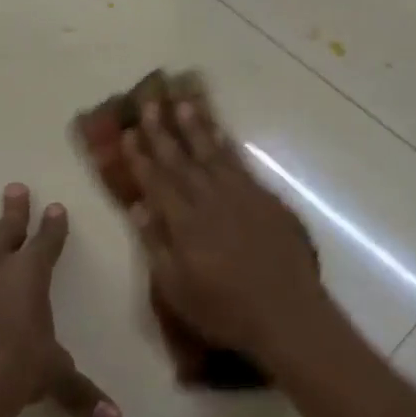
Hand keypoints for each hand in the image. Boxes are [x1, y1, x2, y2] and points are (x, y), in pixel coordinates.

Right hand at [124, 102, 328, 363]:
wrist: (287, 313)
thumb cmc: (224, 310)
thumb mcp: (176, 289)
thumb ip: (156, 245)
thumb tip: (139, 207)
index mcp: (184, 223)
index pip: (156, 182)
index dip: (140, 157)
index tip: (128, 133)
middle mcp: (210, 200)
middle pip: (181, 160)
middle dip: (163, 132)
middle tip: (150, 103)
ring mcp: (242, 196)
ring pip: (213, 154)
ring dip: (196, 128)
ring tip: (183, 103)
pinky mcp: (267, 200)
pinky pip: (241, 164)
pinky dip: (227, 146)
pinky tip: (220, 135)